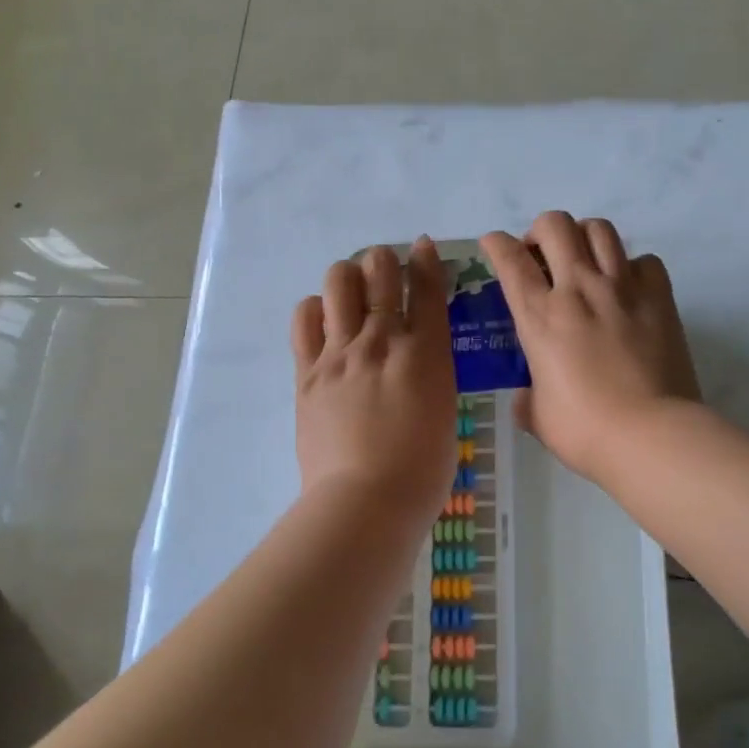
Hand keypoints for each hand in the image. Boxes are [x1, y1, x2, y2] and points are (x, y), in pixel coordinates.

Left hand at [292, 240, 457, 524]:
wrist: (365, 501)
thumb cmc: (422, 470)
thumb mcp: (444, 411)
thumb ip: (430, 374)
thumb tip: (416, 358)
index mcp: (426, 352)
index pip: (426, 289)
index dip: (426, 260)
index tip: (423, 246)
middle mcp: (382, 341)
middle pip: (379, 273)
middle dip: (384, 261)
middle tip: (385, 269)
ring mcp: (339, 354)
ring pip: (338, 285)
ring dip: (348, 276)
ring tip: (352, 289)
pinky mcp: (308, 373)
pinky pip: (304, 319)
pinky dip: (315, 308)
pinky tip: (322, 317)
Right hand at [481, 212, 699, 484]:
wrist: (650, 435)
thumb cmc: (585, 431)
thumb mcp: (539, 417)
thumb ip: (528, 399)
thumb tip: (528, 396)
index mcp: (540, 317)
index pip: (509, 260)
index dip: (496, 243)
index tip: (493, 245)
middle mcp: (578, 289)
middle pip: (555, 225)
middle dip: (541, 230)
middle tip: (541, 256)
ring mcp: (622, 288)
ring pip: (600, 229)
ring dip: (584, 236)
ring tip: (583, 260)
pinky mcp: (659, 298)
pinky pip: (645, 261)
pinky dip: (632, 266)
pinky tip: (628, 287)